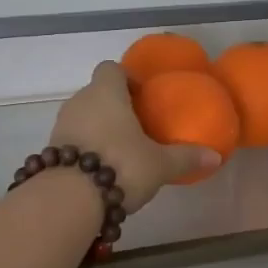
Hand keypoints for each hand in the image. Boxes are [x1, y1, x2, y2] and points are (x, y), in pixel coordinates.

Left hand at [49, 63, 218, 211]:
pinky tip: (101, 169)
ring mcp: (60, 126)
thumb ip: (186, 157)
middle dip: (114, 106)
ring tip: (121, 150)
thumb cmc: (120, 166)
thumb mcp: (159, 164)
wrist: (69, 199)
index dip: (126, 78)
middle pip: (96, 93)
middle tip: (137, 127)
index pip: (111, 69)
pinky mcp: (51, 150)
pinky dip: (85, 148)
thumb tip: (215, 156)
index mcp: (106, 93)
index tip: (142, 97)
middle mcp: (79, 102)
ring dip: (98, 128)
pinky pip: (72, 140)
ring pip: (82, 117)